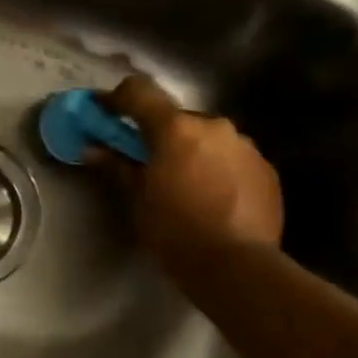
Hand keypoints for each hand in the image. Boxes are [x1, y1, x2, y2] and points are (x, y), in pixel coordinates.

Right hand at [92, 74, 283, 270]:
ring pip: (206, 138)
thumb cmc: (174, 230)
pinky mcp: (266, 169)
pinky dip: (215, 168)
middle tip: (145, 162)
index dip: (116, 98)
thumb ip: (116, 166)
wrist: (236, 266)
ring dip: (190, 151)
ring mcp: (245, 146)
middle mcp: (213, 126)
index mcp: (175, 128)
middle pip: (176, 118)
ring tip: (182, 185)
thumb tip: (92, 149)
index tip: (103, 112)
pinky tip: (211, 198)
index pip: (139, 91)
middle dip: (158, 134)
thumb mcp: (136, 199)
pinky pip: (230, 158)